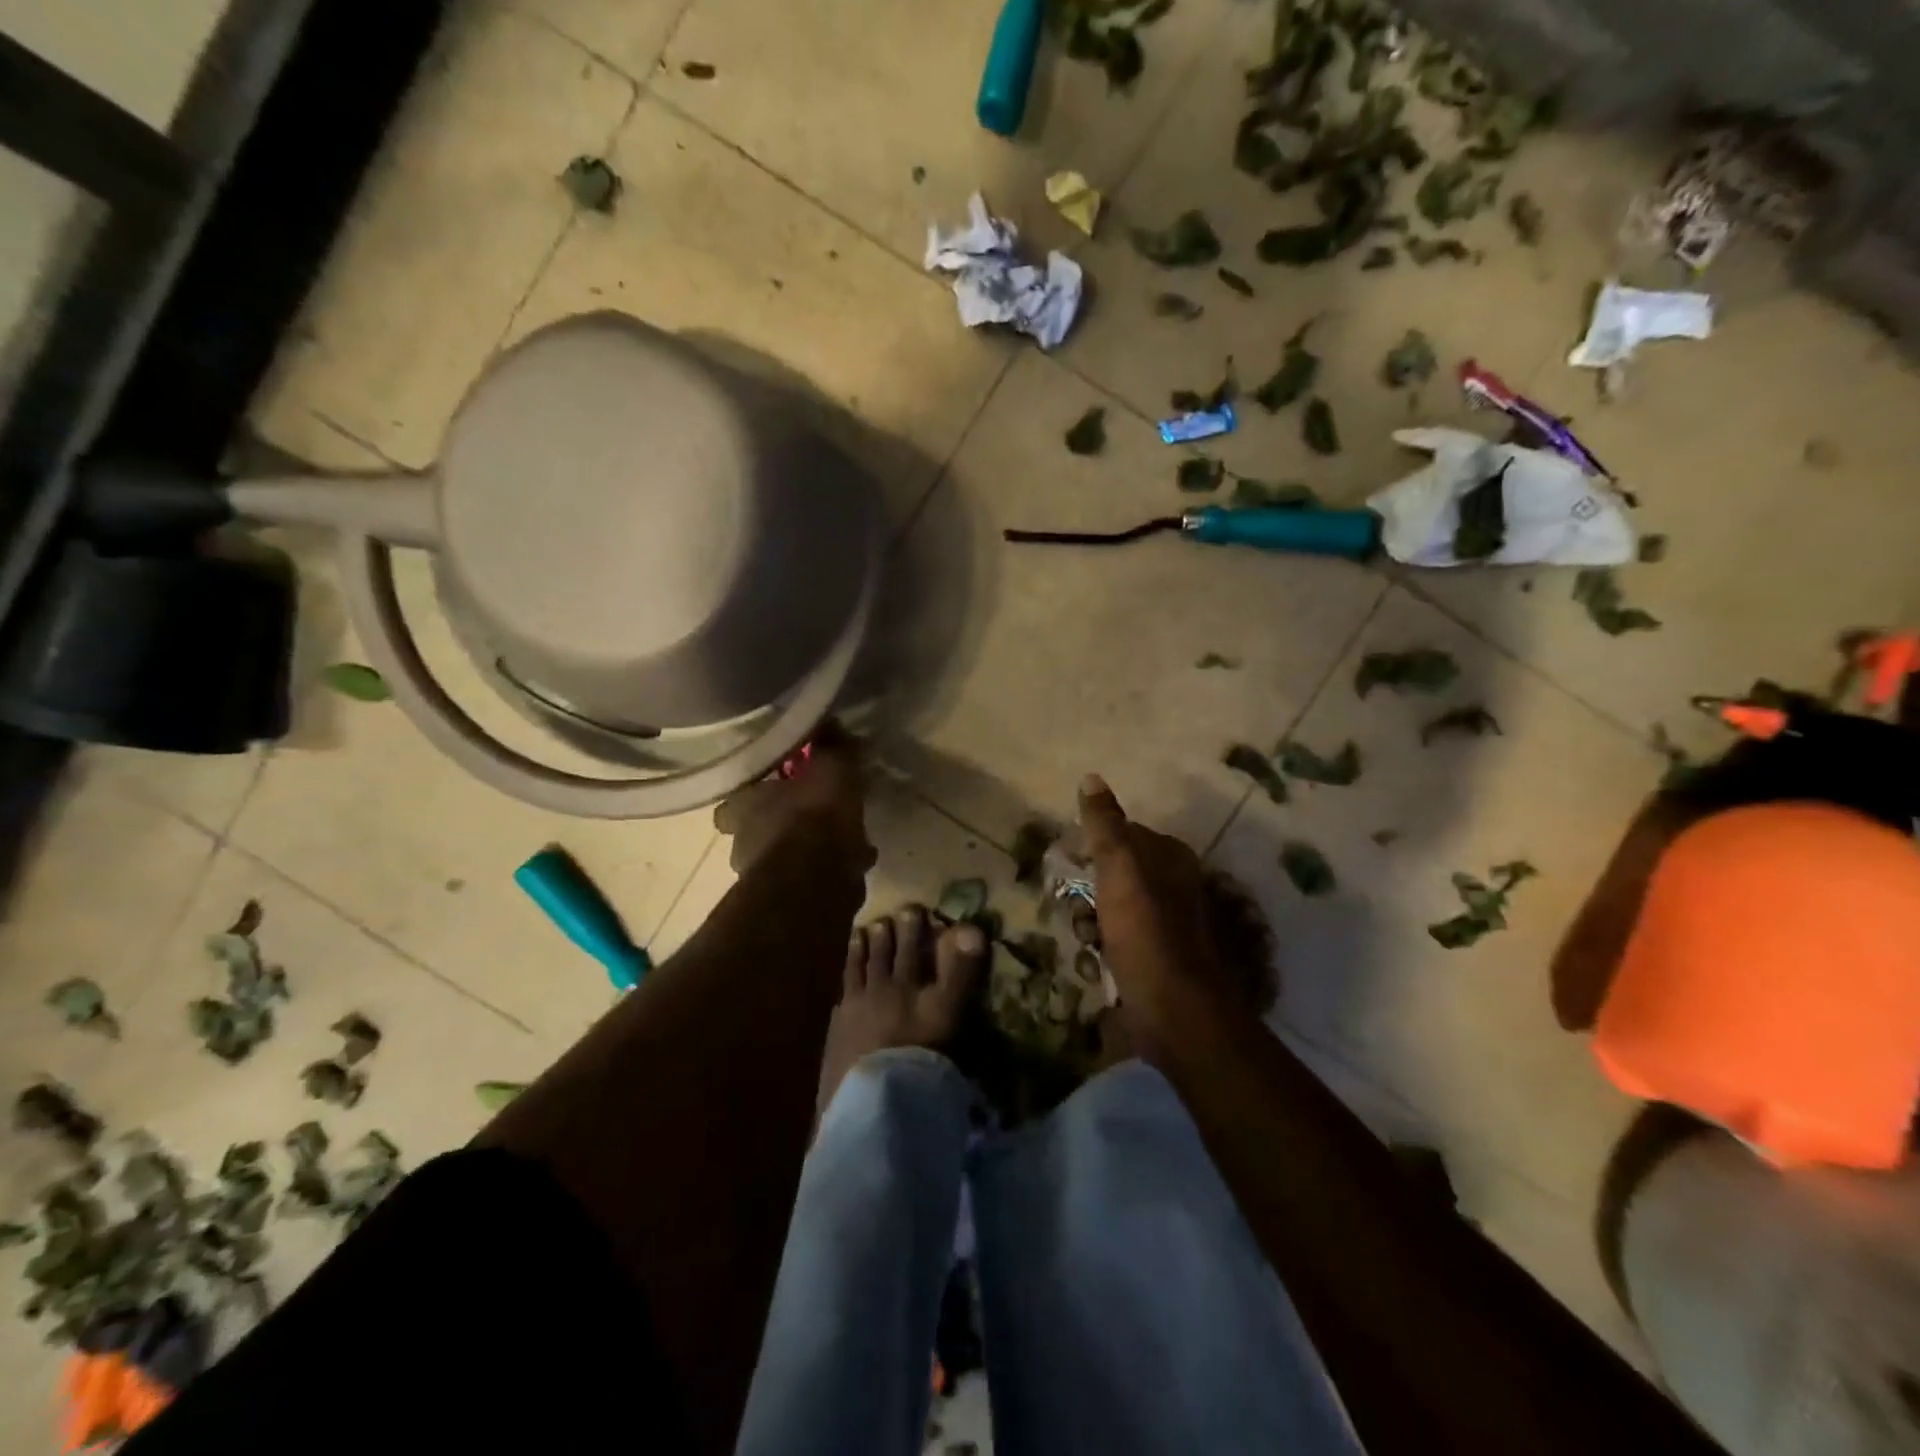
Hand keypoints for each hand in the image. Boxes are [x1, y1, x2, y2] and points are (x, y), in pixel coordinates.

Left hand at [714, 725, 874, 875]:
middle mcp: (744, 844)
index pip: (734, 800)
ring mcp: (763, 877)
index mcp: (743, 808)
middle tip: (814, 813)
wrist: (817, 883)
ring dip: (807, 849)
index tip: (777, 785)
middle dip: (783, 823)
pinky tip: (854, 862)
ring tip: (842, 839)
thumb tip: (828, 720)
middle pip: (758, 830)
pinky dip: (828, 871)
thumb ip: (830, 746)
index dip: (754, 793)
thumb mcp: (830, 768)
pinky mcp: (788, 902)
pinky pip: (808, 879)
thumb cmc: (814, 817)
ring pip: (784, 856)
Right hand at [1077, 774, 1234, 1046]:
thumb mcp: (1120, 867)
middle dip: (1086, 891)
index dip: (1091, 848)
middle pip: (1113, 874)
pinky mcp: (1154, 958)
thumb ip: (1105, 824)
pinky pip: (1116, 941)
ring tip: (1084, 941)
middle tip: (1076, 909)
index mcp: (1169, 857)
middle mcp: (1172, 885)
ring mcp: (1164, 924)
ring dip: (1089, 923)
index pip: (1121, 834)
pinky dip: (1100, 949)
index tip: (1068, 865)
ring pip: (1110, 909)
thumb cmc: (1145, 931)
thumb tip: (1091, 777)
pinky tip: (1094, 963)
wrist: (1174, 1009)